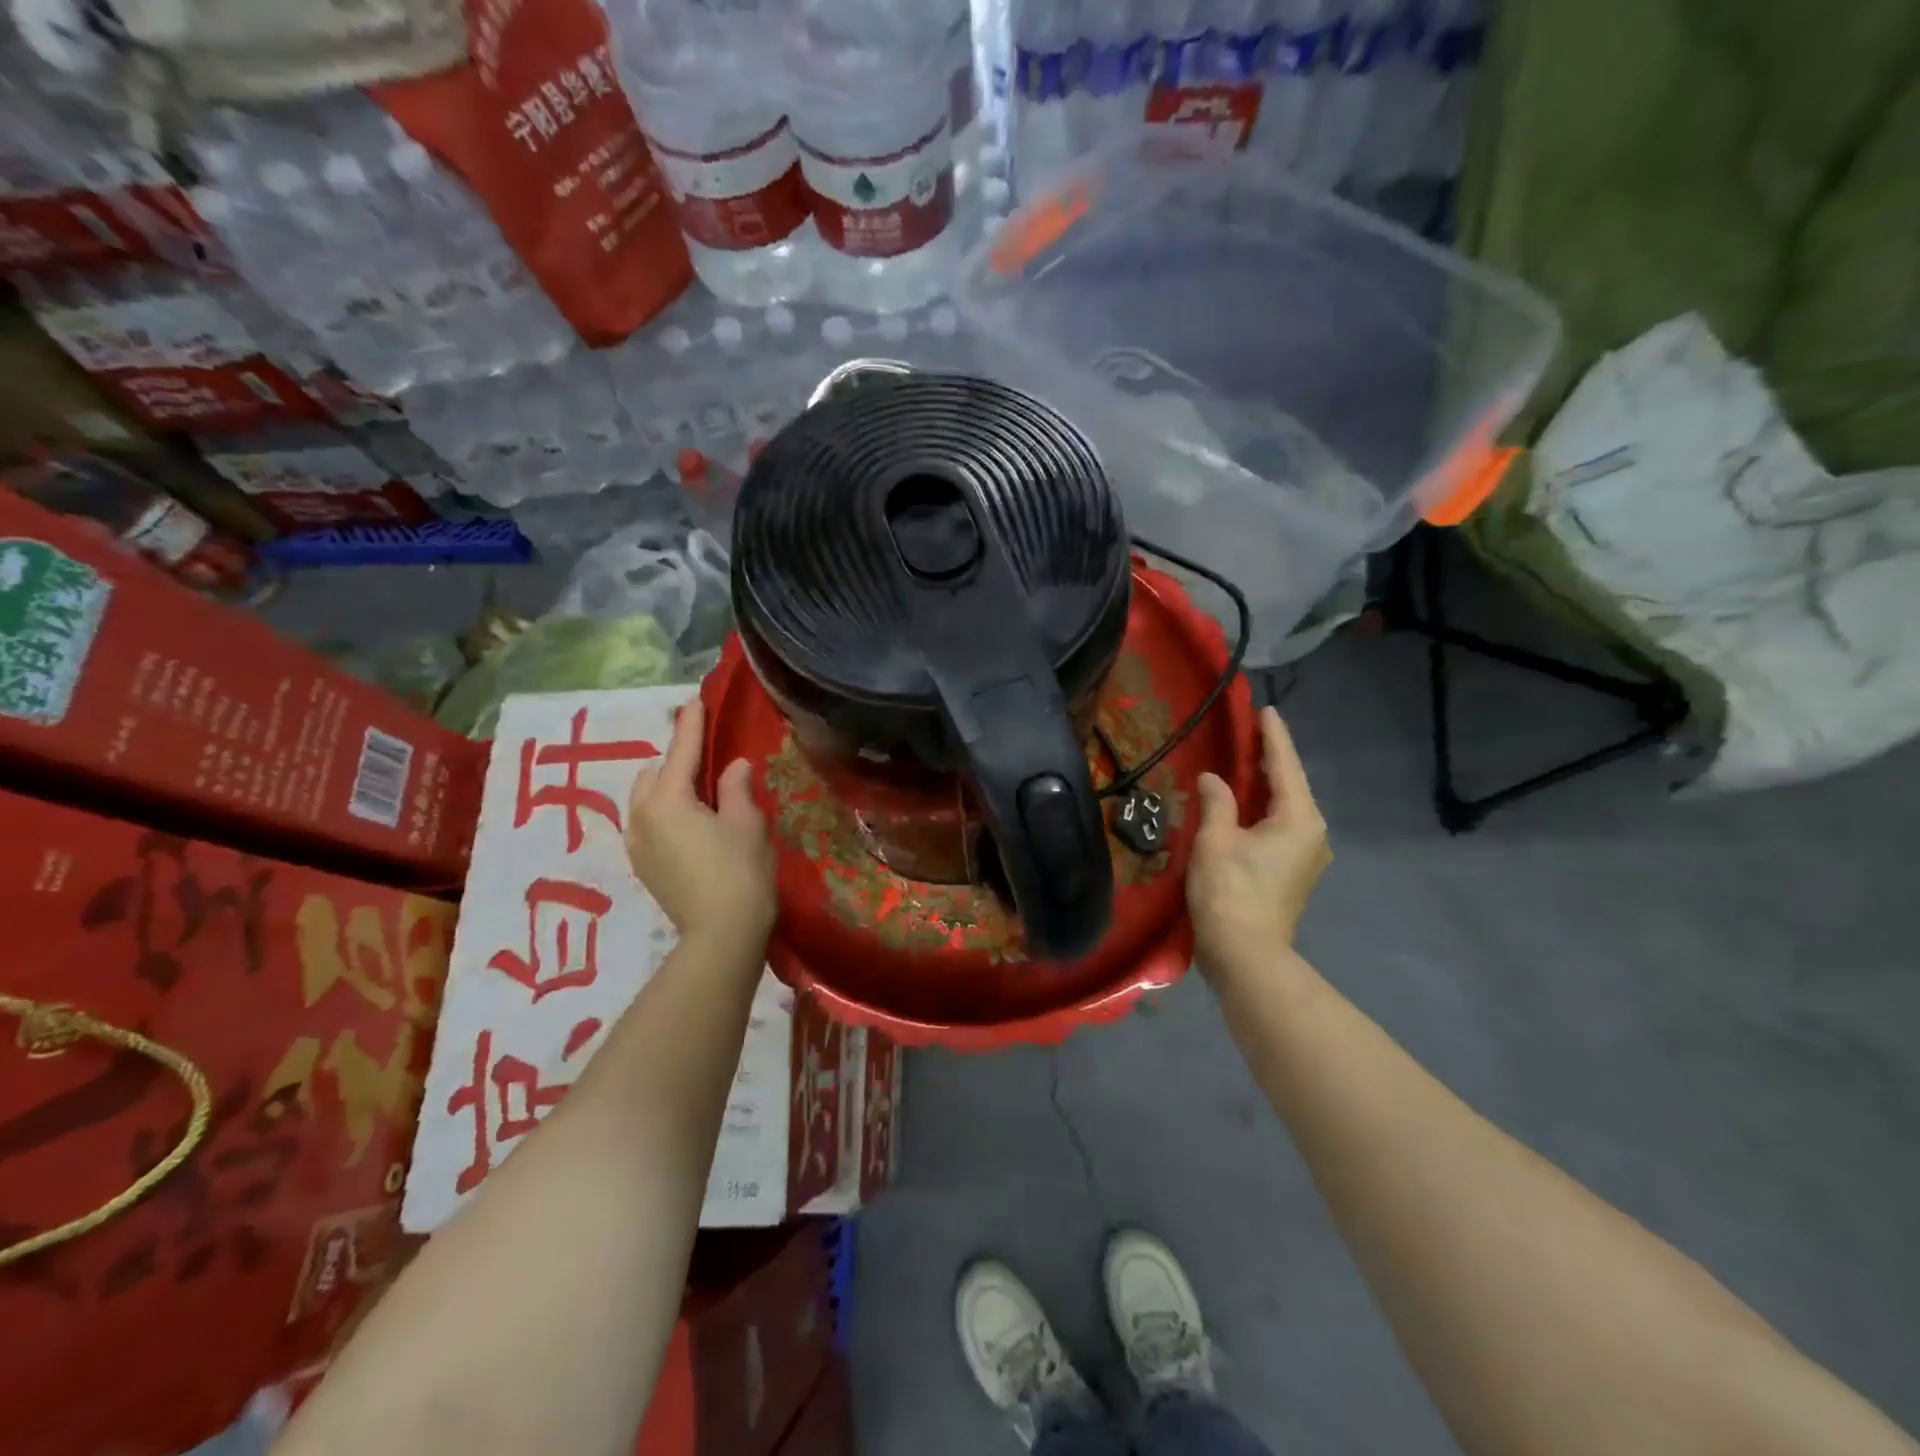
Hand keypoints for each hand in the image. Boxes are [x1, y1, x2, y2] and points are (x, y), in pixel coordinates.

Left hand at [626, 697, 776, 948]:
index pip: (681, 751)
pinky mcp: (642, 866)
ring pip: (646, 799)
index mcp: (667, 800)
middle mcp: (642, 817)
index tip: (695, 701)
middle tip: (707, 761)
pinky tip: (690, 825)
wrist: (720, 936)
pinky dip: (665, 812)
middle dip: (676, 761)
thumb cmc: (740, 873)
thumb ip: (736, 787)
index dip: (691, 725)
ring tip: (699, 794)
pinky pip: (648, 823)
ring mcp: (637, 844)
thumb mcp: (746, 822)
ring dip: (668, 788)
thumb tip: (733, 766)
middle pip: (654, 774)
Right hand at [1187, 706, 1330, 974]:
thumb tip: (1214, 779)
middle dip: (1271, 758)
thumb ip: (1217, 801)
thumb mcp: (1216, 840)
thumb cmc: (1230, 891)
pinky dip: (1265, 808)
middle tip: (1250, 731)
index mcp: (1299, 818)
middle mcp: (1313, 832)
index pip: (1285, 766)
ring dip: (1267, 785)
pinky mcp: (1295, 872)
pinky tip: (1246, 803)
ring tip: (1245, 761)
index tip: (1266, 710)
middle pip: (1291, 785)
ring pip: (1287, 807)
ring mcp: (1308, 855)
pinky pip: (1282, 826)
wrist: (1246, 954)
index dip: (1273, 736)